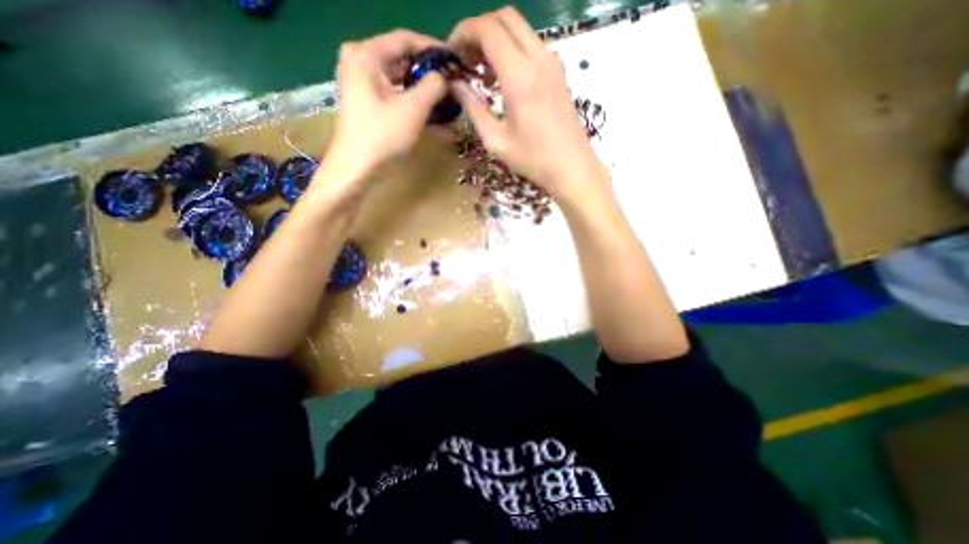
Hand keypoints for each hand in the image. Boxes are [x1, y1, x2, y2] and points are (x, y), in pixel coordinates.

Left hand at [323, 30, 447, 184]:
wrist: (357, 169)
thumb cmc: (382, 136)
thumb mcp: (413, 109)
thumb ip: (433, 86)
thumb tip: (445, 77)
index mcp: (366, 55)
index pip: (405, 40)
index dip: (433, 48)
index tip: (455, 60)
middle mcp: (362, 64)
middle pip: (404, 62)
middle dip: (431, 77)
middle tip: (455, 84)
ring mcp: (365, 87)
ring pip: (403, 84)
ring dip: (427, 96)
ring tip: (451, 104)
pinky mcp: (370, 106)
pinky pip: (398, 100)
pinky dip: (416, 109)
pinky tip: (438, 121)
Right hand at [445, 6, 603, 202]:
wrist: (572, 166)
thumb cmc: (533, 159)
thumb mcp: (496, 140)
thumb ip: (473, 108)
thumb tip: (455, 85)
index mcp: (520, 76)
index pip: (488, 29)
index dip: (464, 32)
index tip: (452, 53)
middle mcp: (538, 59)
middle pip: (505, 18)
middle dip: (479, 31)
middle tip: (466, 59)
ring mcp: (552, 63)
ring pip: (519, 29)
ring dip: (496, 39)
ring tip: (481, 71)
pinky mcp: (558, 72)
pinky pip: (531, 45)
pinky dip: (512, 50)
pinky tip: (502, 78)